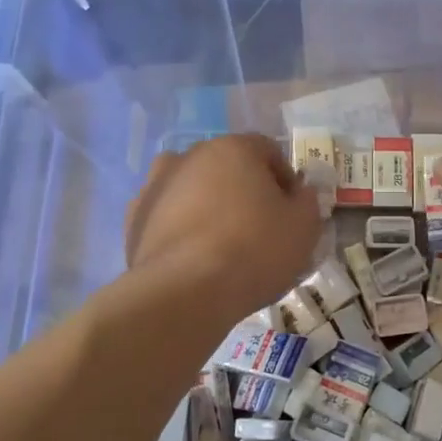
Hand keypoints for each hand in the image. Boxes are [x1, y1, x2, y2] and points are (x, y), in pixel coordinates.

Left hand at [124, 133, 323, 323]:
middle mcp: (190, 155)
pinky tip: (192, 257)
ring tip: (220, 244)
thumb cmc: (253, 251)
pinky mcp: (134, 218)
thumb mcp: (303, 227)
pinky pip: (166, 215)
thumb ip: (307, 201)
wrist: (184, 292)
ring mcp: (156, 185)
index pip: (268, 151)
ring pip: (192, 188)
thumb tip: (299, 192)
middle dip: (243, 189)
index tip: (291, 210)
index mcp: (233, 148)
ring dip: (207, 204)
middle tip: (258, 227)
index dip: (284, 179)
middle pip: (226, 166)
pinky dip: (180, 227)